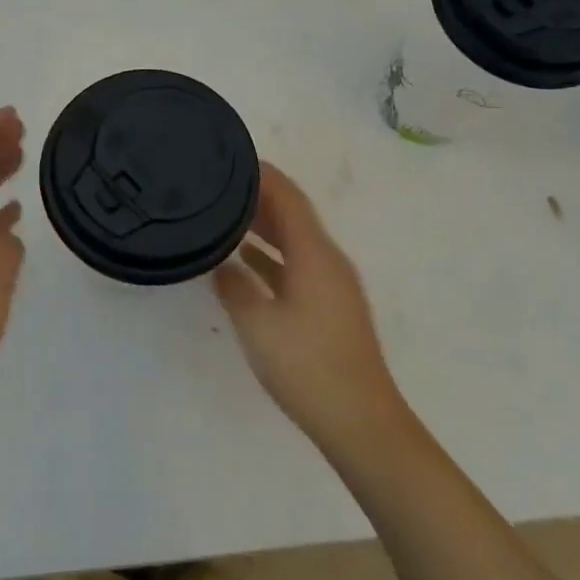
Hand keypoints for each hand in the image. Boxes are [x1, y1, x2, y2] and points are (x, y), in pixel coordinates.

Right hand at [213, 163, 406, 448]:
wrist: (360, 421)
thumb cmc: (307, 366)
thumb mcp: (258, 325)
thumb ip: (235, 287)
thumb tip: (221, 264)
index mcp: (314, 254)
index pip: (288, 197)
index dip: (262, 174)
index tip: (231, 158)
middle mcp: (328, 260)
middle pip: (293, 215)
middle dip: (259, 197)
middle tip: (219, 186)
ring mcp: (333, 284)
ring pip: (295, 241)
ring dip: (264, 226)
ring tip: (225, 215)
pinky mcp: (331, 306)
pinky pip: (298, 264)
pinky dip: (273, 255)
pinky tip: (246, 262)